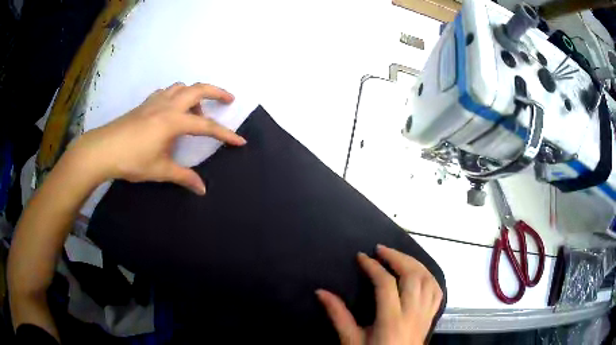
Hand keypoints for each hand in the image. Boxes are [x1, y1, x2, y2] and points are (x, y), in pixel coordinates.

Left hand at [73, 82, 245, 194]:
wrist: (103, 149)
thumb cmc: (132, 160)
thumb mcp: (160, 171)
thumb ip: (183, 177)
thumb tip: (202, 190)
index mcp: (174, 121)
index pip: (206, 127)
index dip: (225, 134)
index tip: (240, 141)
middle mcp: (168, 105)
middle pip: (199, 89)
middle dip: (218, 92)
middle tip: (229, 100)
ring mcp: (155, 101)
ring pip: (182, 87)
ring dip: (194, 95)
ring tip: (196, 112)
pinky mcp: (145, 103)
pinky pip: (167, 92)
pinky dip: (176, 96)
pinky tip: (171, 110)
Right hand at [316, 245, 442, 344]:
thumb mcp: (351, 340)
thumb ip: (338, 316)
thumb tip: (321, 292)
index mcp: (391, 320)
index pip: (386, 284)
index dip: (374, 267)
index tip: (361, 257)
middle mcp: (413, 313)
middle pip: (412, 276)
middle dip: (397, 257)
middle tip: (381, 249)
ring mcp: (425, 314)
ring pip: (428, 279)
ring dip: (414, 263)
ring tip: (398, 256)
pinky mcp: (431, 316)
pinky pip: (437, 290)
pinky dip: (428, 276)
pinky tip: (418, 272)